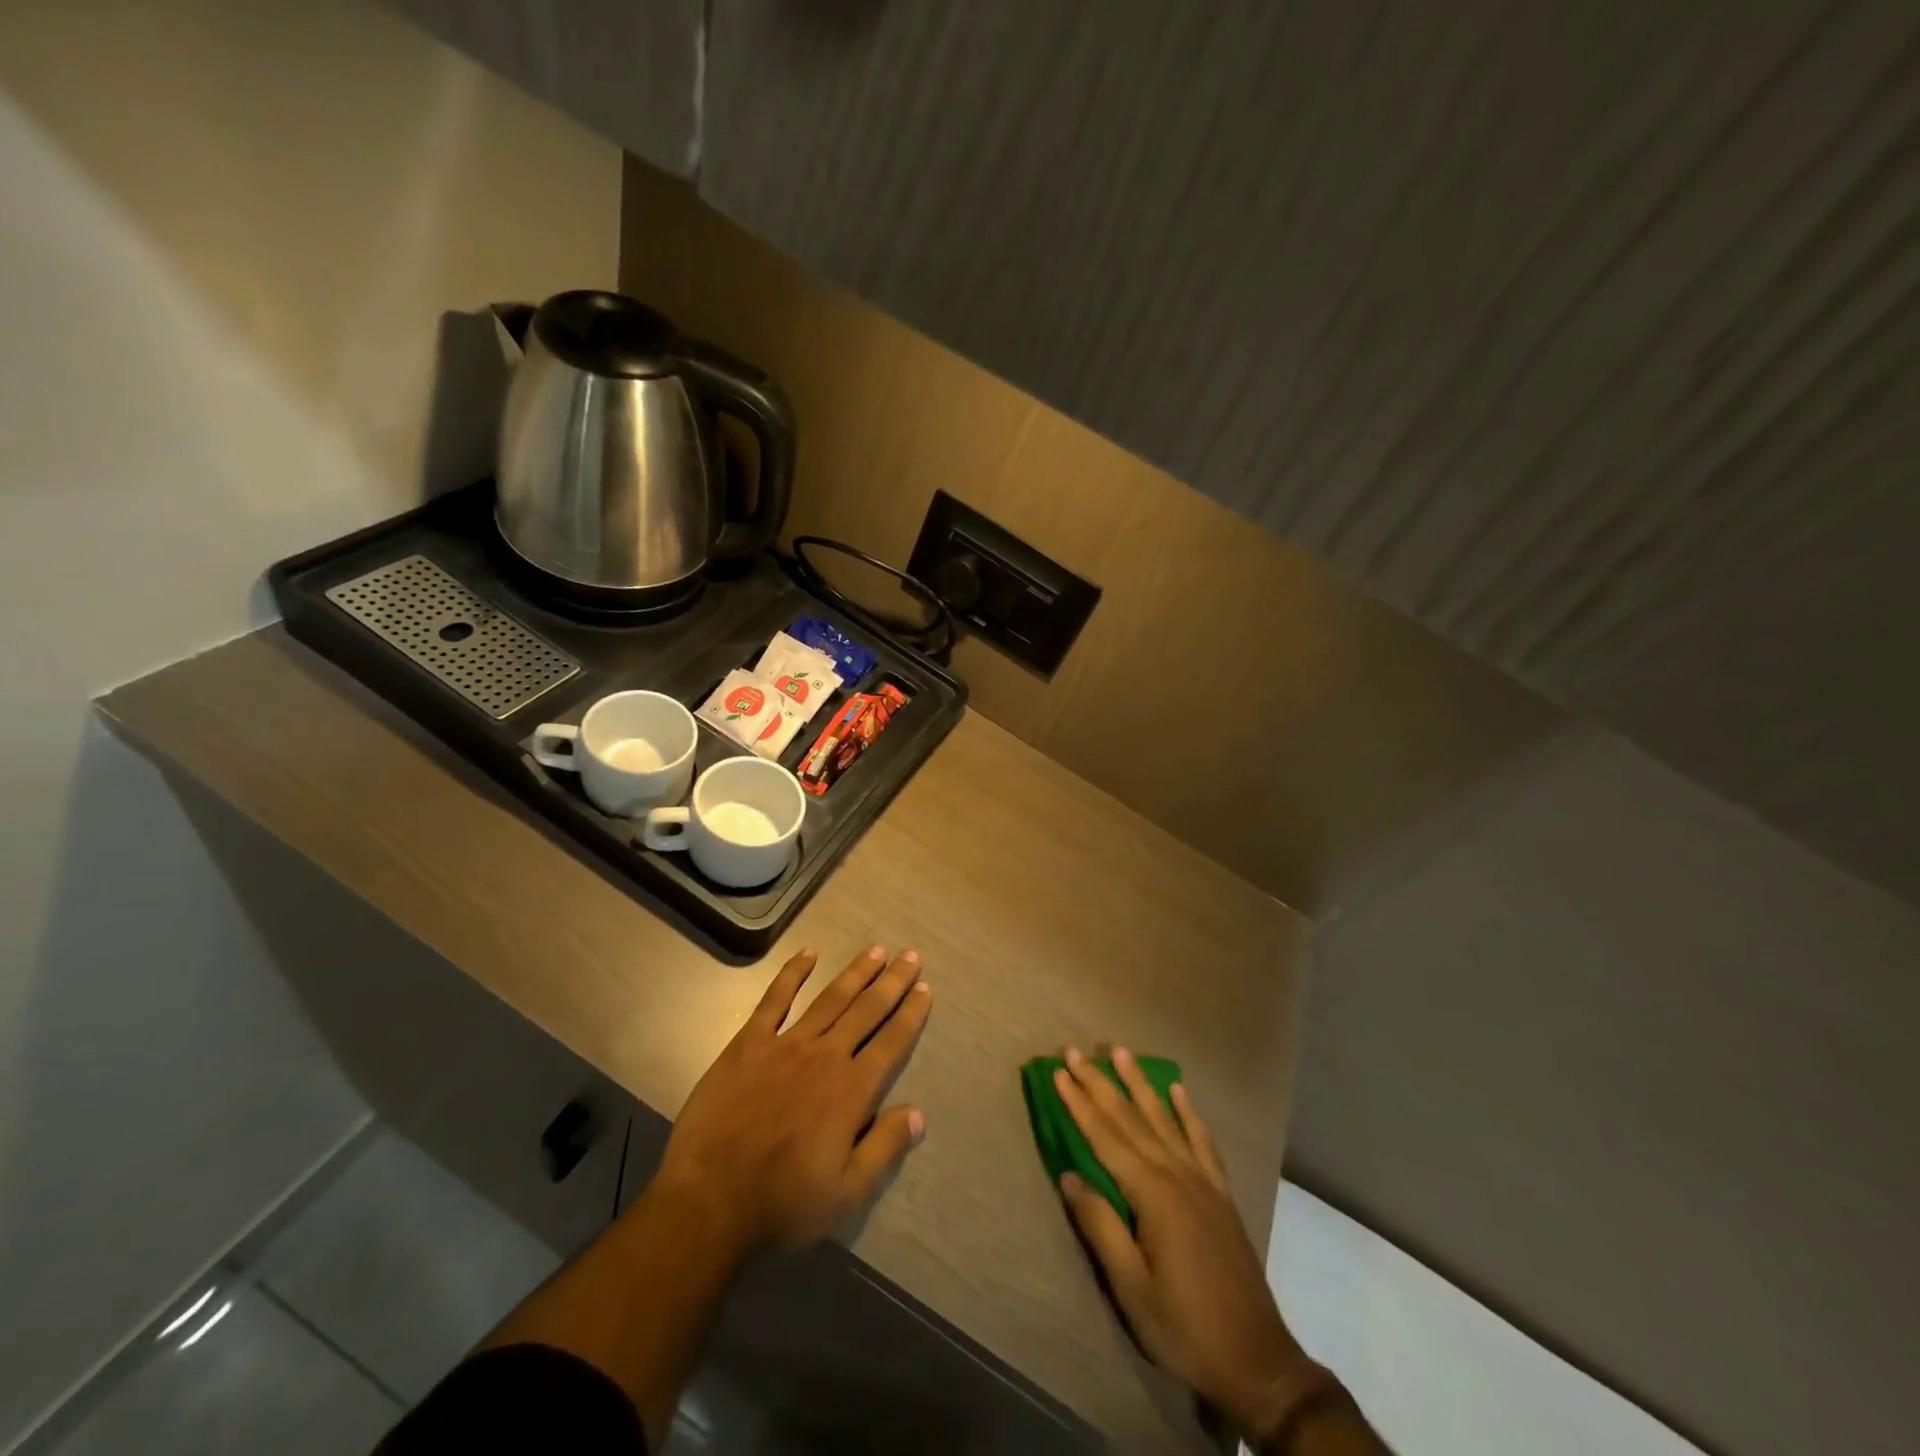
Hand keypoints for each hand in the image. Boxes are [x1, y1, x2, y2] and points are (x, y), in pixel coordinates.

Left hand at [656, 944, 931, 1255]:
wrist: (709, 1201)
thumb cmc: (782, 1203)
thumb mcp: (846, 1193)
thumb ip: (885, 1148)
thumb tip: (919, 1113)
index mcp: (852, 1091)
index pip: (891, 1042)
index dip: (911, 1014)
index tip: (925, 988)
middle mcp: (825, 1056)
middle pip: (867, 1010)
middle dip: (892, 982)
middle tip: (911, 956)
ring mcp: (786, 1045)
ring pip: (830, 998)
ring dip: (856, 972)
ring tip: (876, 950)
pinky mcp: (749, 1044)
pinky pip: (775, 1000)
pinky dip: (793, 974)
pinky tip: (809, 953)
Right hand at [1054, 1046, 1312, 1441]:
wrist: (1257, 1361)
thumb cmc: (1184, 1328)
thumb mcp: (1131, 1288)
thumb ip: (1100, 1226)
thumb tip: (1069, 1176)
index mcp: (1153, 1194)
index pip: (1106, 1137)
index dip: (1079, 1103)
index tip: (1058, 1072)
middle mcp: (1177, 1174)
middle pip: (1130, 1118)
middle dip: (1100, 1083)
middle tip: (1075, 1052)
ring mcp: (1203, 1180)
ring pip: (1164, 1118)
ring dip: (1139, 1083)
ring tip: (1121, 1052)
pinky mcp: (1220, 1193)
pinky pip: (1202, 1140)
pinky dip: (1188, 1112)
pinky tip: (1178, 1090)